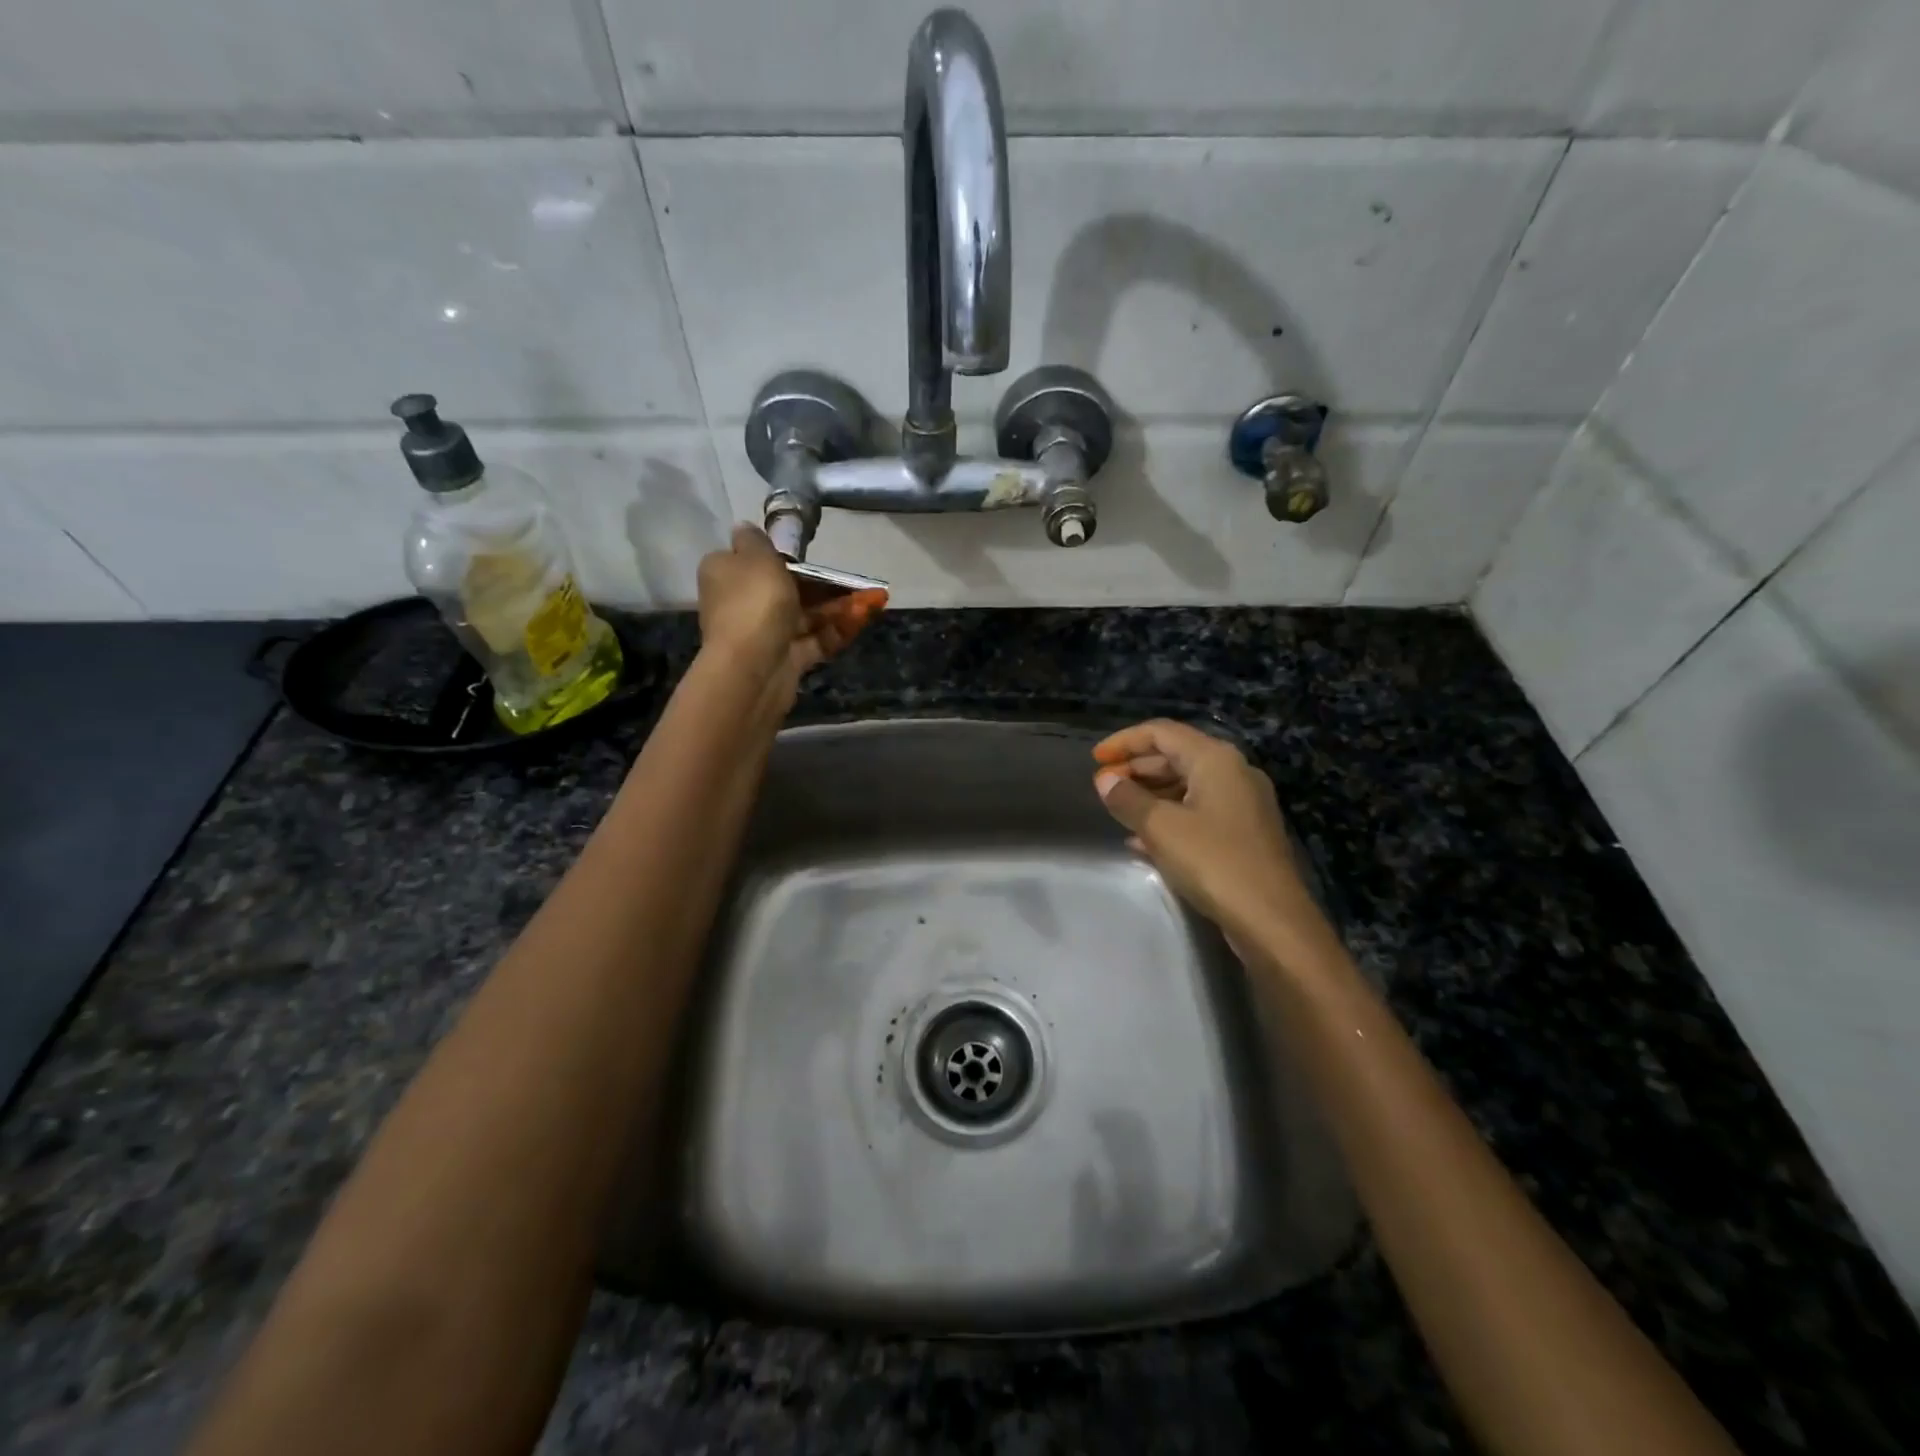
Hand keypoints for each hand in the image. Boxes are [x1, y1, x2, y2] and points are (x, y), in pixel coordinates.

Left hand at [696, 525, 885, 687]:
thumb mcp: (756, 556)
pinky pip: (815, 640)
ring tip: (875, 599)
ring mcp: (765, 634)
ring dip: (840, 606)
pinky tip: (865, 617)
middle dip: (824, 583)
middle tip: (856, 578)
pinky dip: (838, 629)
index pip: (749, 559)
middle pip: (786, 588)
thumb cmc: (754, 603)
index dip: (778, 555)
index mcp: (725, 573)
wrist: (752, 669)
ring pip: (806, 615)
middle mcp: (741, 603)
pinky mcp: (786, 660)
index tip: (806, 553)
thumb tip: (744, 529)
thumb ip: (756, 540)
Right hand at [1092, 720, 1332, 956]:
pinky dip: (1170, 817)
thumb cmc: (1213, 861)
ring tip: (1119, 811)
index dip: (1124, 741)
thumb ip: (1128, 798)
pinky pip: (1199, 811)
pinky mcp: (1245, 833)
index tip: (1095, 759)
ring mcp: (1244, 803)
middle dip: (1136, 768)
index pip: (1161, 732)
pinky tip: (1143, 841)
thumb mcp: (1160, 827)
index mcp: (1215, 759)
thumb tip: (1105, 780)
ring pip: (1187, 785)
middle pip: (1176, 756)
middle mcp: (1234, 772)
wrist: (1271, 919)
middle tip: (1104, 787)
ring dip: (1151, 794)